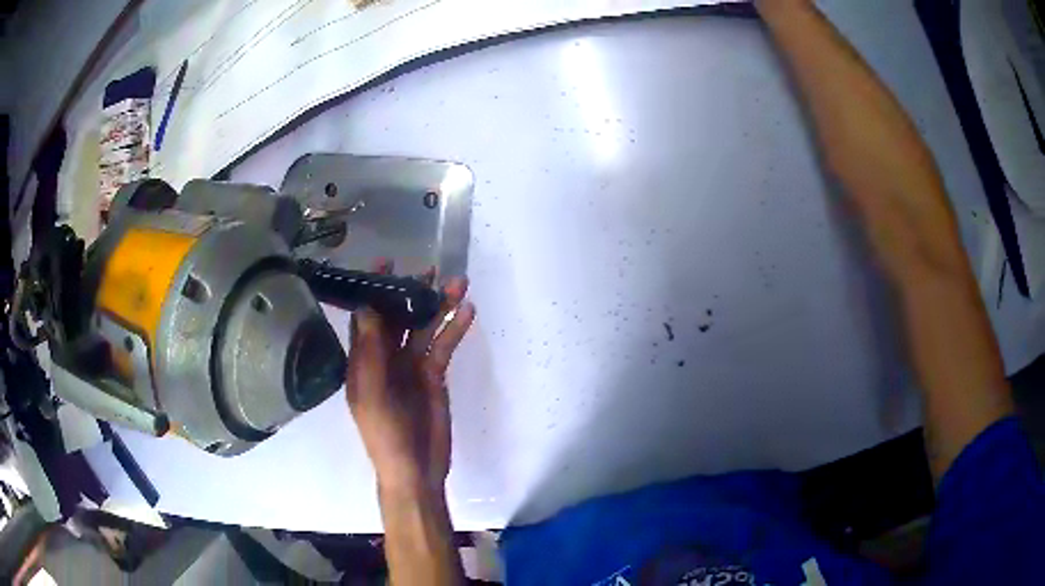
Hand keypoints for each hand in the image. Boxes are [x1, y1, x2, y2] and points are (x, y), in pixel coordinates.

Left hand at [345, 260, 475, 494]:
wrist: (415, 470)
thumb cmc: (385, 435)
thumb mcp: (372, 393)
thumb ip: (370, 351)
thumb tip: (367, 306)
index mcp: (362, 361)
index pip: (366, 317)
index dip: (373, 290)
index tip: (385, 263)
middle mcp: (385, 358)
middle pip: (398, 317)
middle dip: (410, 292)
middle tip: (428, 267)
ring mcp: (411, 366)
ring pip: (424, 328)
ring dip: (438, 306)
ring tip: (457, 281)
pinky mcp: (433, 376)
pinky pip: (443, 346)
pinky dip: (454, 328)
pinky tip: (467, 311)